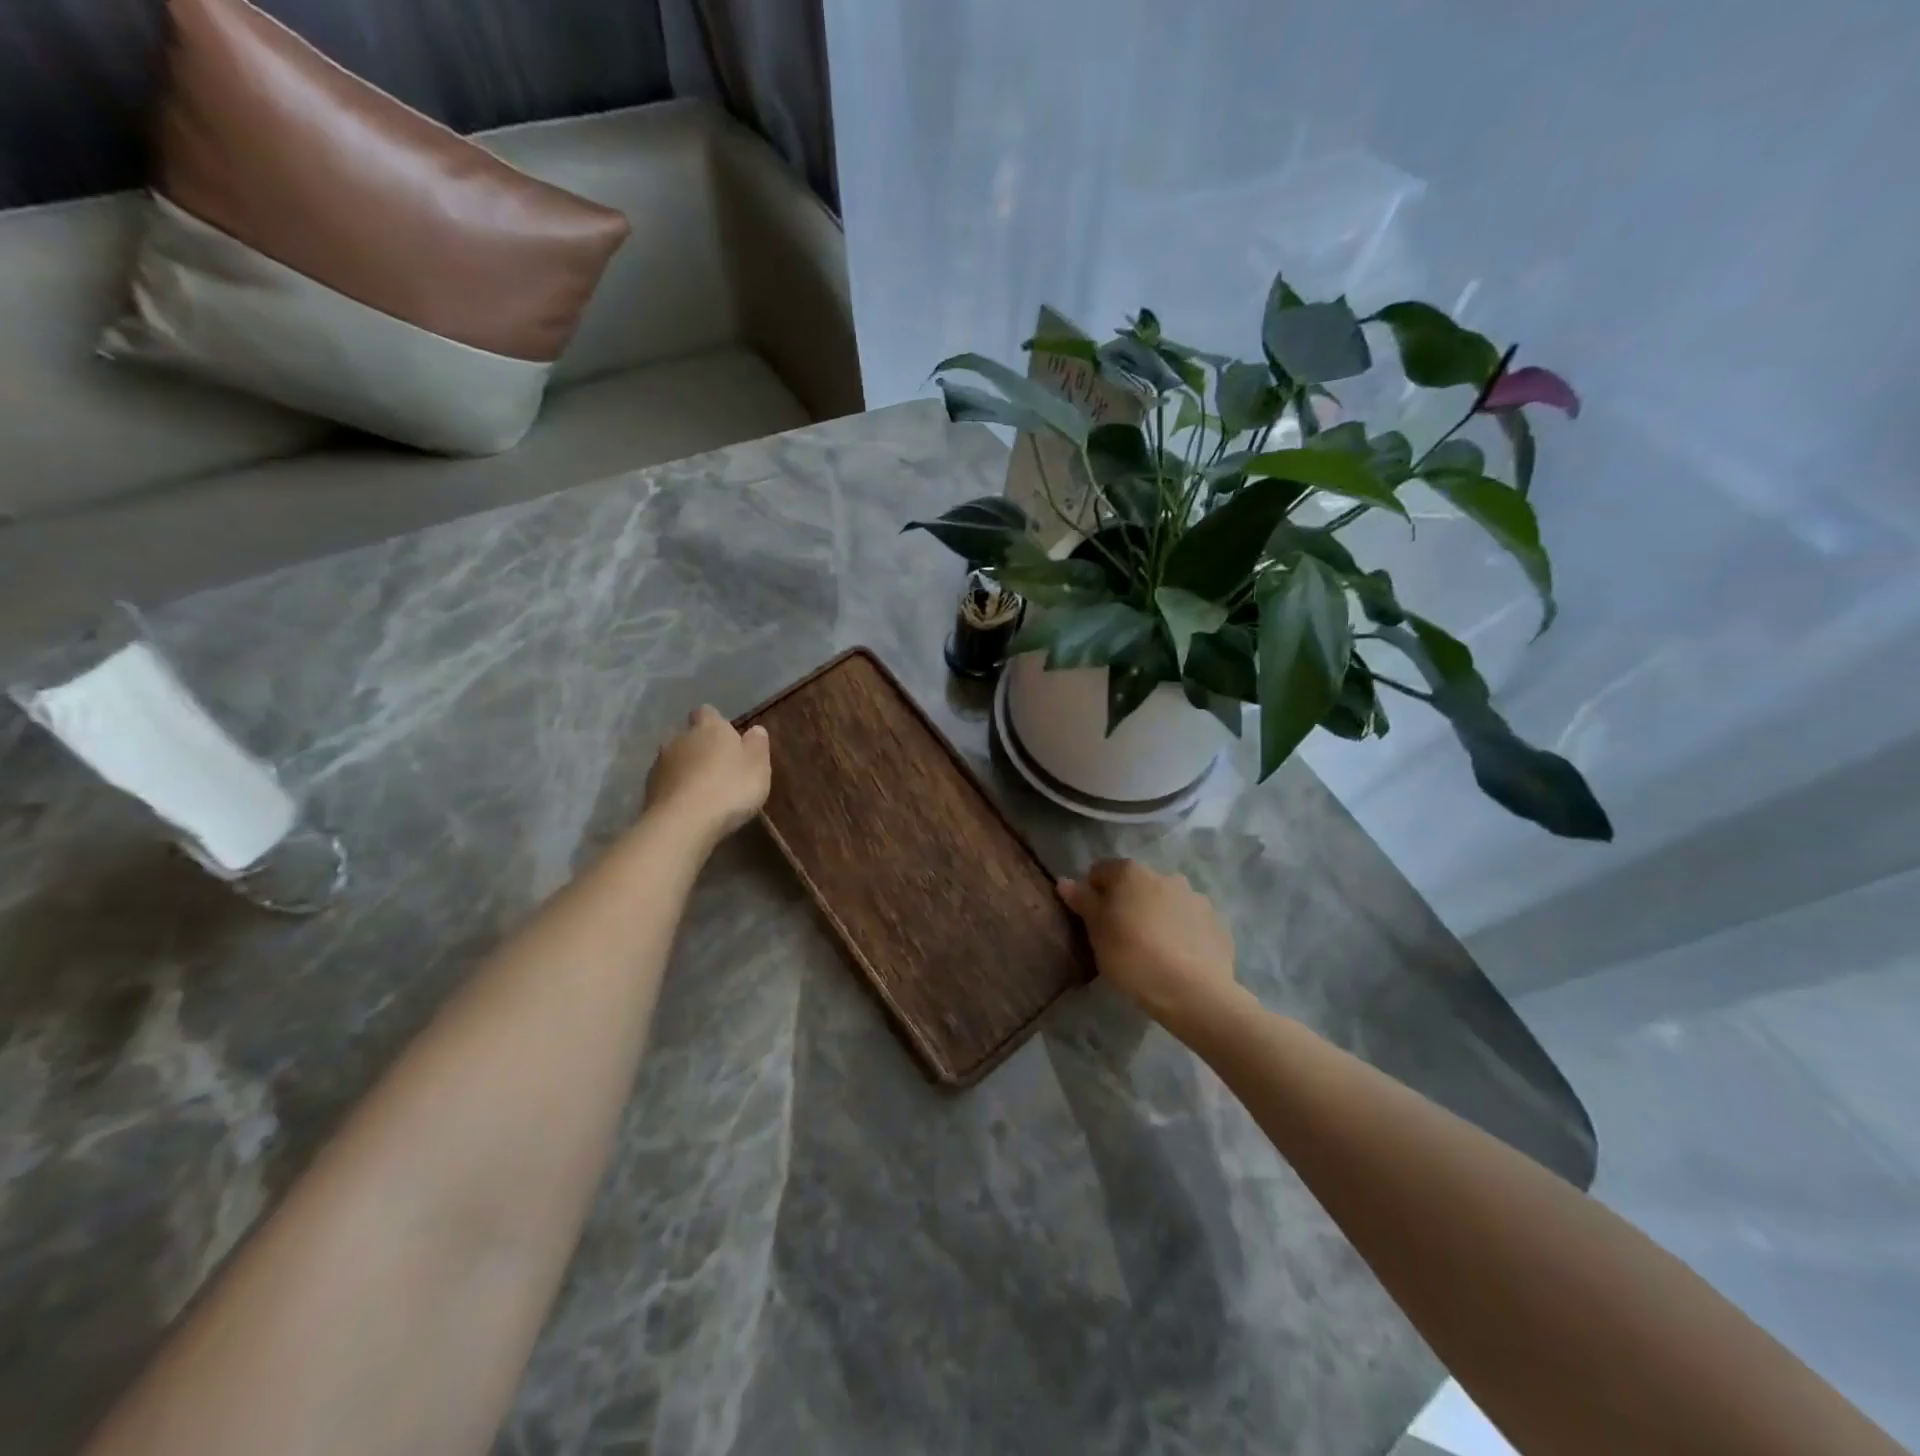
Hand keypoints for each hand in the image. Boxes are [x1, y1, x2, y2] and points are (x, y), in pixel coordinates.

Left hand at [644, 706, 771, 843]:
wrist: (683, 823)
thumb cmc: (729, 788)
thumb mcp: (758, 767)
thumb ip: (757, 745)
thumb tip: (755, 729)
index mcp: (709, 728)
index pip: (707, 712)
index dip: (716, 722)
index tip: (727, 737)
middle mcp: (679, 739)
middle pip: (688, 736)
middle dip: (699, 747)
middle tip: (717, 767)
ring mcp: (659, 764)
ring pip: (674, 760)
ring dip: (685, 769)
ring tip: (702, 790)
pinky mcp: (647, 790)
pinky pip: (665, 783)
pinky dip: (675, 790)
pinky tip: (687, 806)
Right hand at [1057, 859, 1240, 1030]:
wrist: (1194, 993)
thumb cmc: (1133, 958)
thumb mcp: (1097, 933)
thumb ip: (1083, 902)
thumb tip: (1066, 881)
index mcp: (1130, 873)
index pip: (1100, 871)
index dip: (1092, 894)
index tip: (1093, 922)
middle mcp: (1164, 875)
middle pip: (1135, 884)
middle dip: (1127, 903)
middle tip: (1121, 938)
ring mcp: (1195, 897)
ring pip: (1165, 901)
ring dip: (1155, 915)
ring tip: (1152, 951)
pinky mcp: (1216, 922)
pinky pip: (1189, 921)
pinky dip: (1181, 932)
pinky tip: (1178, 959)